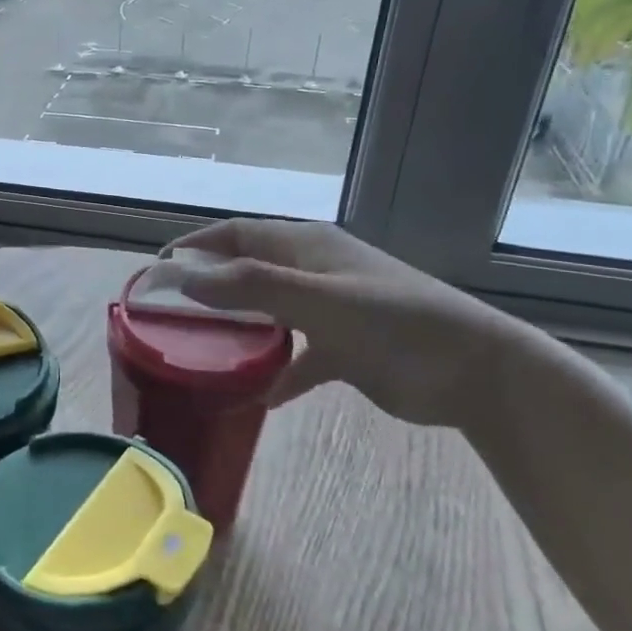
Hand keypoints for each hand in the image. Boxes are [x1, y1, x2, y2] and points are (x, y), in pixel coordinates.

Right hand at [168, 220, 530, 430]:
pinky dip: (275, 373)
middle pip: (247, 272)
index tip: (157, 269)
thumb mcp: (320, 299)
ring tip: (198, 351)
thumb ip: (253, 286)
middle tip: (168, 314)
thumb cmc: (395, 322)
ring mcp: (328, 311)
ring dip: (237, 330)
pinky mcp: (343, 351)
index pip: (237, 235)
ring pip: (267, 314)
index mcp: (307, 246)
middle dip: (209, 288)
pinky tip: (254, 396)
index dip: (196, 246)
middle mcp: (313, 272)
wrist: (474, 372)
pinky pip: (296, 358)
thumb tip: (184, 277)